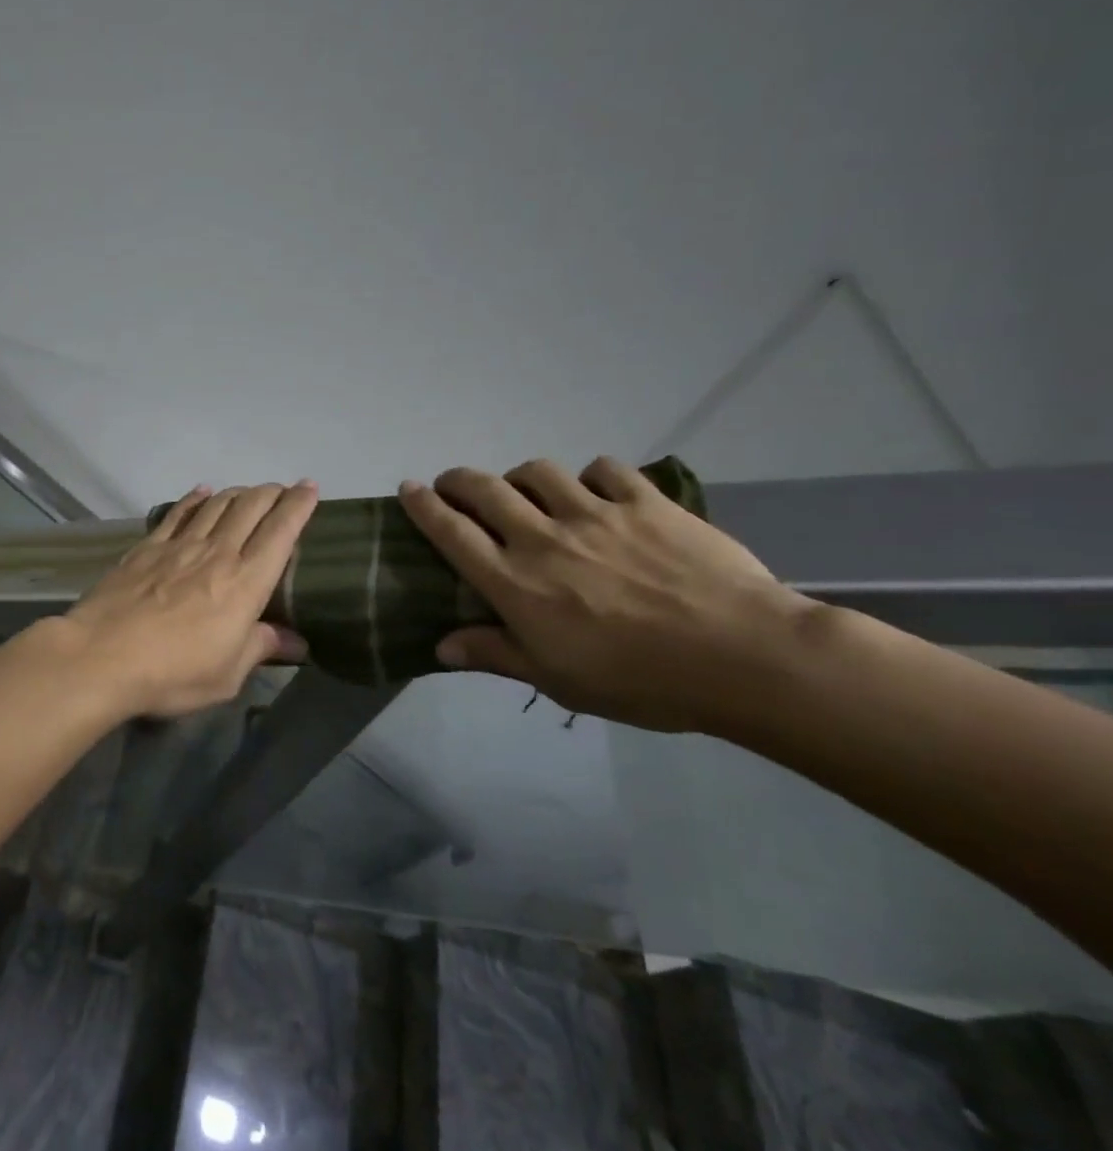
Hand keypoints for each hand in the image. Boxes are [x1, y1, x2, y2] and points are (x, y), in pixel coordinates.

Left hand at [55, 482, 317, 718]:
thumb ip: (261, 648)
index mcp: (245, 583)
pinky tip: (201, 492)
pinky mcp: (147, 548)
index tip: (309, 488)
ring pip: (216, 505)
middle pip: (250, 508)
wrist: (101, 656)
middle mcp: (217, 553)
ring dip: (237, 493)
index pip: (281, 532)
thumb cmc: (173, 672)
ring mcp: (179, 546)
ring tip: (248, 492)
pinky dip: (194, 498)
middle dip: (271, 493)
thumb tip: (297, 643)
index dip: (298, 506)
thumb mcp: (227, 674)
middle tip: (281, 490)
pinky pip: (177, 513)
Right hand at [398, 458, 817, 732]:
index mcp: (514, 582)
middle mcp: (543, 537)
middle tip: (454, 485)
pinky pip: (604, 469)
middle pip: (484, 489)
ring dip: (521, 477)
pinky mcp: (645, 502)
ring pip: (538, 472)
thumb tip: (441, 647)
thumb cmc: (639, 680)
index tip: (408, 488)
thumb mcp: (557, 680)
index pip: (451, 531)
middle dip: (459, 480)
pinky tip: (597, 491)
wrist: (742, 656)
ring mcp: (595, 513)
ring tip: (527, 491)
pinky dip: (590, 476)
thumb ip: (495, 654)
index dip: (423, 505)